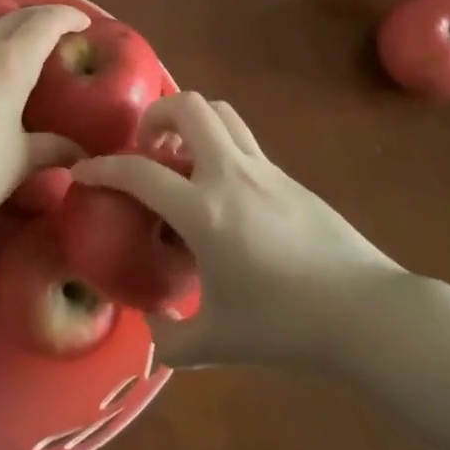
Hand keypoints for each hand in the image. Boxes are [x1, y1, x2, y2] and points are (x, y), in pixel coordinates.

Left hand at [0, 2, 88, 224]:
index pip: (46, 24)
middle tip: (59, 32)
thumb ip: (54, 148)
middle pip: (16, 20)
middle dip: (42, 19)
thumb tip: (81, 150)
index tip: (84, 23)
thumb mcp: (21, 162)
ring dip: (5, 22)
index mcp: (12, 64)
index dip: (68, 17)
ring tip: (21, 31)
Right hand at [73, 91, 404, 371]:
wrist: (366, 312)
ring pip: (220, 113)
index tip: (82, 172)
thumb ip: (172, 341)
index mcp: (204, 211)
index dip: (102, 167)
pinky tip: (221, 192)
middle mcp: (230, 174)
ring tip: (179, 159)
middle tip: (145, 148)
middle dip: (155, 116)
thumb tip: (151, 334)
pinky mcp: (288, 176)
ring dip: (190, 122)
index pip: (139, 171)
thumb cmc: (286, 325)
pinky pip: (243, 141)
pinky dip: (219, 147)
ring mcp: (264, 169)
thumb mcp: (219, 342)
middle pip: (187, 108)